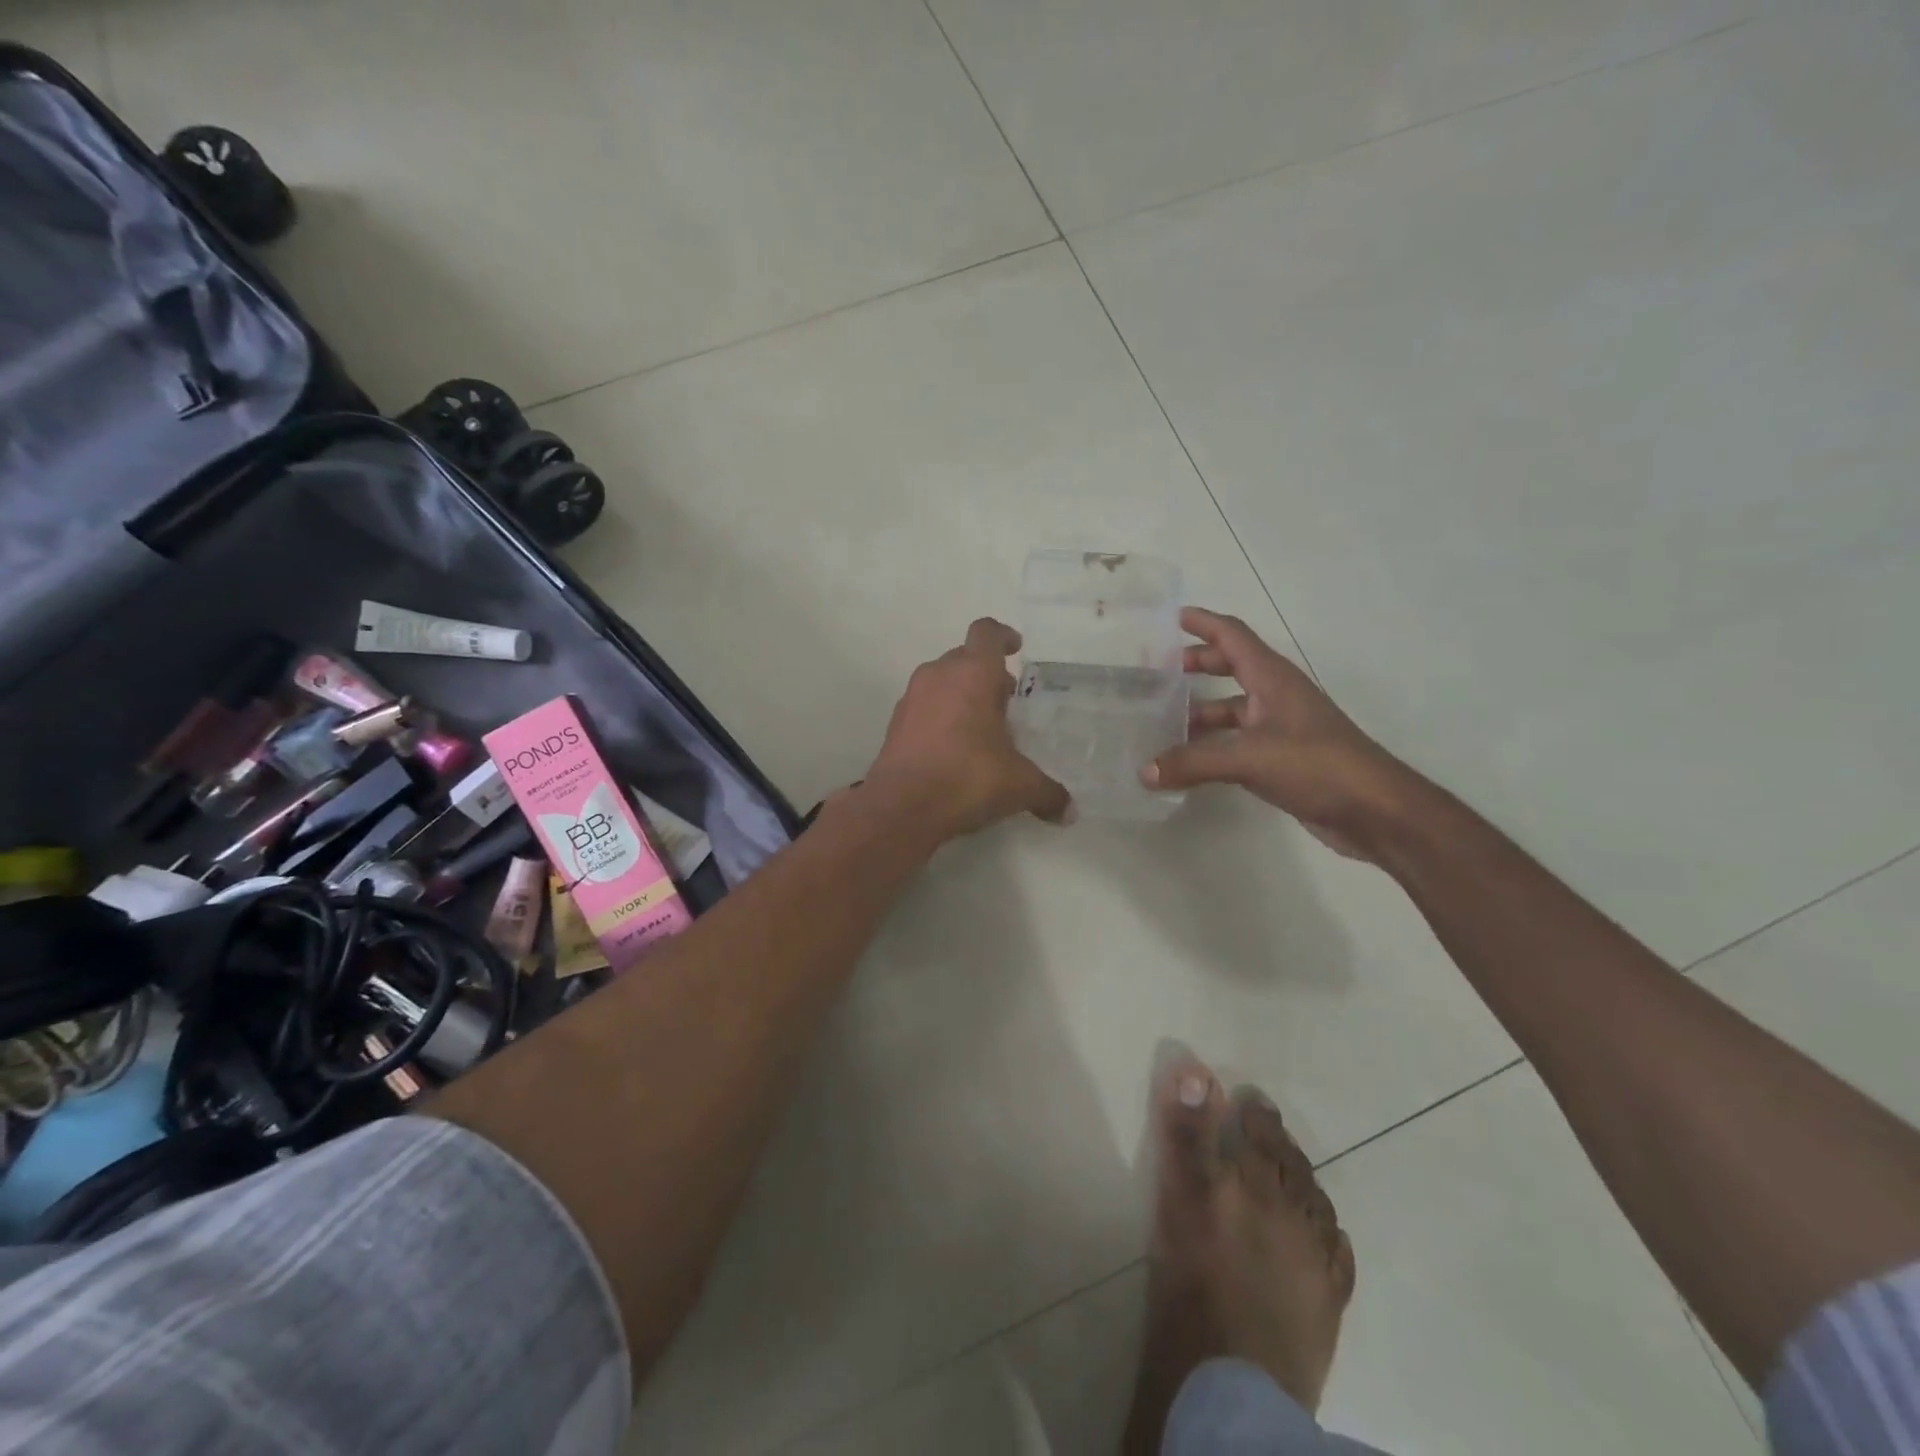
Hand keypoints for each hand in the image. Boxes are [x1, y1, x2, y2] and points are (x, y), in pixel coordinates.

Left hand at [865, 618, 1070, 839]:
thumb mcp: (1020, 786)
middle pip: (964, 656)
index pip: (987, 633)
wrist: (902, 807)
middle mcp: (939, 675)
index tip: (1016, 648)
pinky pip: (923, 707)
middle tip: (1004, 699)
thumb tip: (1068, 810)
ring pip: (940, 680)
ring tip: (980, 726)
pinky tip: (952, 748)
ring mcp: (911, 698)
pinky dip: (939, 716)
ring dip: (960, 693)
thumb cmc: (968, 778)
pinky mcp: (895, 724)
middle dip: (985, 672)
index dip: (1002, 635)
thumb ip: (1048, 792)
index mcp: (974, 673)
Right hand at [1142, 608, 1416, 859]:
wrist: (1374, 810)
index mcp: (1272, 678)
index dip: (1203, 622)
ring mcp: (1280, 727)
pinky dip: (1210, 745)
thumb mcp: (1249, 758)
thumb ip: (1194, 762)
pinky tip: (1185, 761)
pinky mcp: (1281, 758)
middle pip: (1230, 667)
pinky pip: (1236, 741)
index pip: (1232, 635)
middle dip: (1195, 664)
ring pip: (1231, 708)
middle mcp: (1275, 695)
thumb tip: (1145, 772)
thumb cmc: (1316, 765)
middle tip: (1157, 671)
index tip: (1170, 616)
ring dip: (1199, 711)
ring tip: (1160, 722)